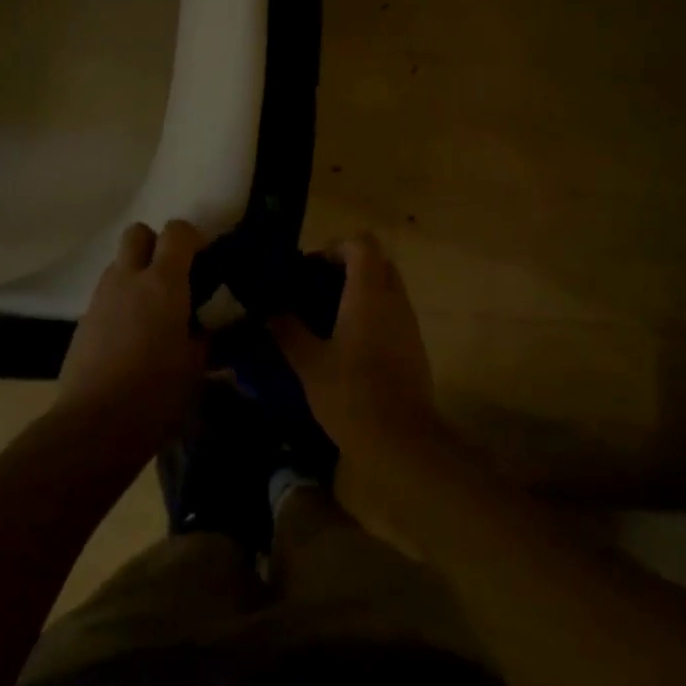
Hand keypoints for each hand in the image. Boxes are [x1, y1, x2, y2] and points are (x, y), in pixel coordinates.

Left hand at [55, 221, 208, 452]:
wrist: (94, 424)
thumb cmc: (156, 391)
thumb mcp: (196, 365)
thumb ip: (206, 336)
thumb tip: (210, 326)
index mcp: (163, 282)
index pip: (177, 231)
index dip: (192, 237)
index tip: (204, 258)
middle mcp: (129, 279)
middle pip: (137, 232)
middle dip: (155, 244)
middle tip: (172, 275)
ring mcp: (101, 298)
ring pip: (119, 264)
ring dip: (136, 274)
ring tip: (153, 311)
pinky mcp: (83, 321)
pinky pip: (106, 295)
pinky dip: (121, 303)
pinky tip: (131, 337)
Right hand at [272, 234, 449, 466]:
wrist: (402, 442)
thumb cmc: (351, 394)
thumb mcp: (308, 364)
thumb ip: (288, 331)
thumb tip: (270, 312)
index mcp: (368, 294)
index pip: (363, 244)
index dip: (338, 246)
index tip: (313, 267)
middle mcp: (394, 301)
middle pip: (379, 263)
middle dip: (351, 267)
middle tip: (321, 288)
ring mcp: (409, 325)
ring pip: (389, 290)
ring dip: (363, 293)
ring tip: (330, 318)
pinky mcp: (415, 348)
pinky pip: (394, 316)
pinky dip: (374, 316)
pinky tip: (350, 346)